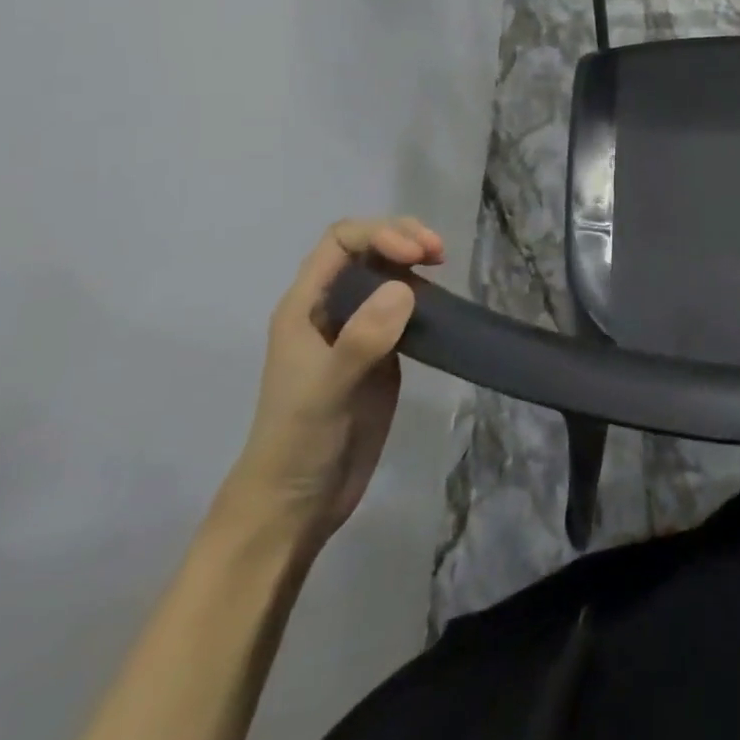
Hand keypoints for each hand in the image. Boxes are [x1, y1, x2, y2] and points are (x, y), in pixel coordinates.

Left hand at [219, 217, 444, 550]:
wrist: (296, 505)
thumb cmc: (299, 443)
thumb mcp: (327, 391)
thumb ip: (361, 339)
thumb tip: (404, 287)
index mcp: (305, 307)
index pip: (340, 242)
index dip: (380, 235)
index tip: (417, 256)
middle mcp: (330, 310)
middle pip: (364, 248)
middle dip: (401, 238)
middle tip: (438, 254)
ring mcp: (355, 332)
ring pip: (385, 273)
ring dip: (413, 260)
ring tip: (443, 266)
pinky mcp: (380, 354)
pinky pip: (402, 307)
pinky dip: (423, 293)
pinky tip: (441, 303)